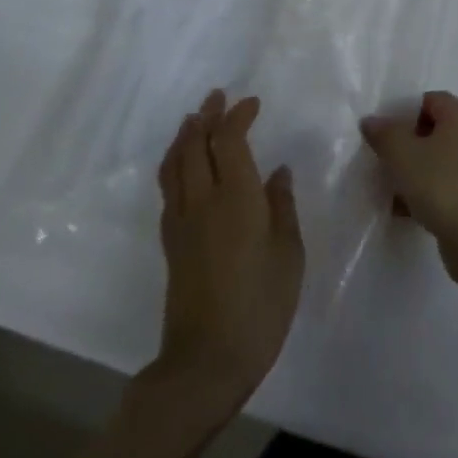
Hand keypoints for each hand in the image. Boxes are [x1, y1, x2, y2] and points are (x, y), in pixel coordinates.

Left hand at [153, 91, 303, 412]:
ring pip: (175, 163)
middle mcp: (202, 200)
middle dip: (206, 115)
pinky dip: (175, 163)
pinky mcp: (171, 242)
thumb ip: (282, 207)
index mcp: (236, 197)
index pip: (229, 140)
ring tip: (194, 119)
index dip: (238, 115)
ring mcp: (181, 221)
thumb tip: (277, 172)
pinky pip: (169, 186)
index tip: (252, 103)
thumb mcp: (289, 254)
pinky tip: (183, 166)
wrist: (207, 360)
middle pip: (196, 144)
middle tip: (217, 96)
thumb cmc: (261, 306)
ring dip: (184, 135)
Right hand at [360, 90, 457, 282]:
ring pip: (439, 160)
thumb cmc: (440, 183)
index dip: (404, 112)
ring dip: (415, 171)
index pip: (429, 100)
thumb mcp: (401, 153)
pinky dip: (427, 193)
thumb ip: (384, 133)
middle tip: (385, 159)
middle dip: (408, 144)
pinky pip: (446, 185)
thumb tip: (372, 121)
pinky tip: (404, 210)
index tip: (384, 134)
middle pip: (434, 130)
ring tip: (390, 188)